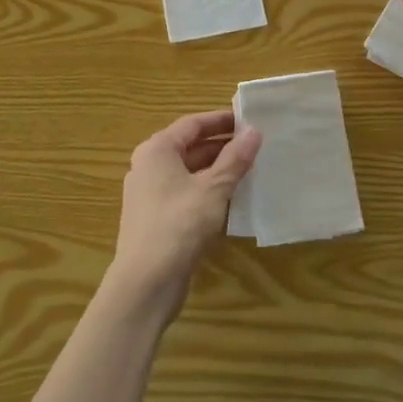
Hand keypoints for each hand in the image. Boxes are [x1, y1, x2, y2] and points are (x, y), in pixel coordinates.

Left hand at [107, 110, 260, 321]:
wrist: (146, 281)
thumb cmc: (179, 224)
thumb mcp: (213, 188)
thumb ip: (235, 159)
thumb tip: (254, 132)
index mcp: (157, 150)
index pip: (192, 124)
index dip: (221, 120)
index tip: (249, 120)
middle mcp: (149, 166)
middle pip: (189, 147)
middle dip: (222, 146)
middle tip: (255, 146)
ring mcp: (150, 194)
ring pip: (189, 173)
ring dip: (217, 171)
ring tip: (250, 170)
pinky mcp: (156, 219)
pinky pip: (186, 194)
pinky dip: (208, 192)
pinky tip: (232, 200)